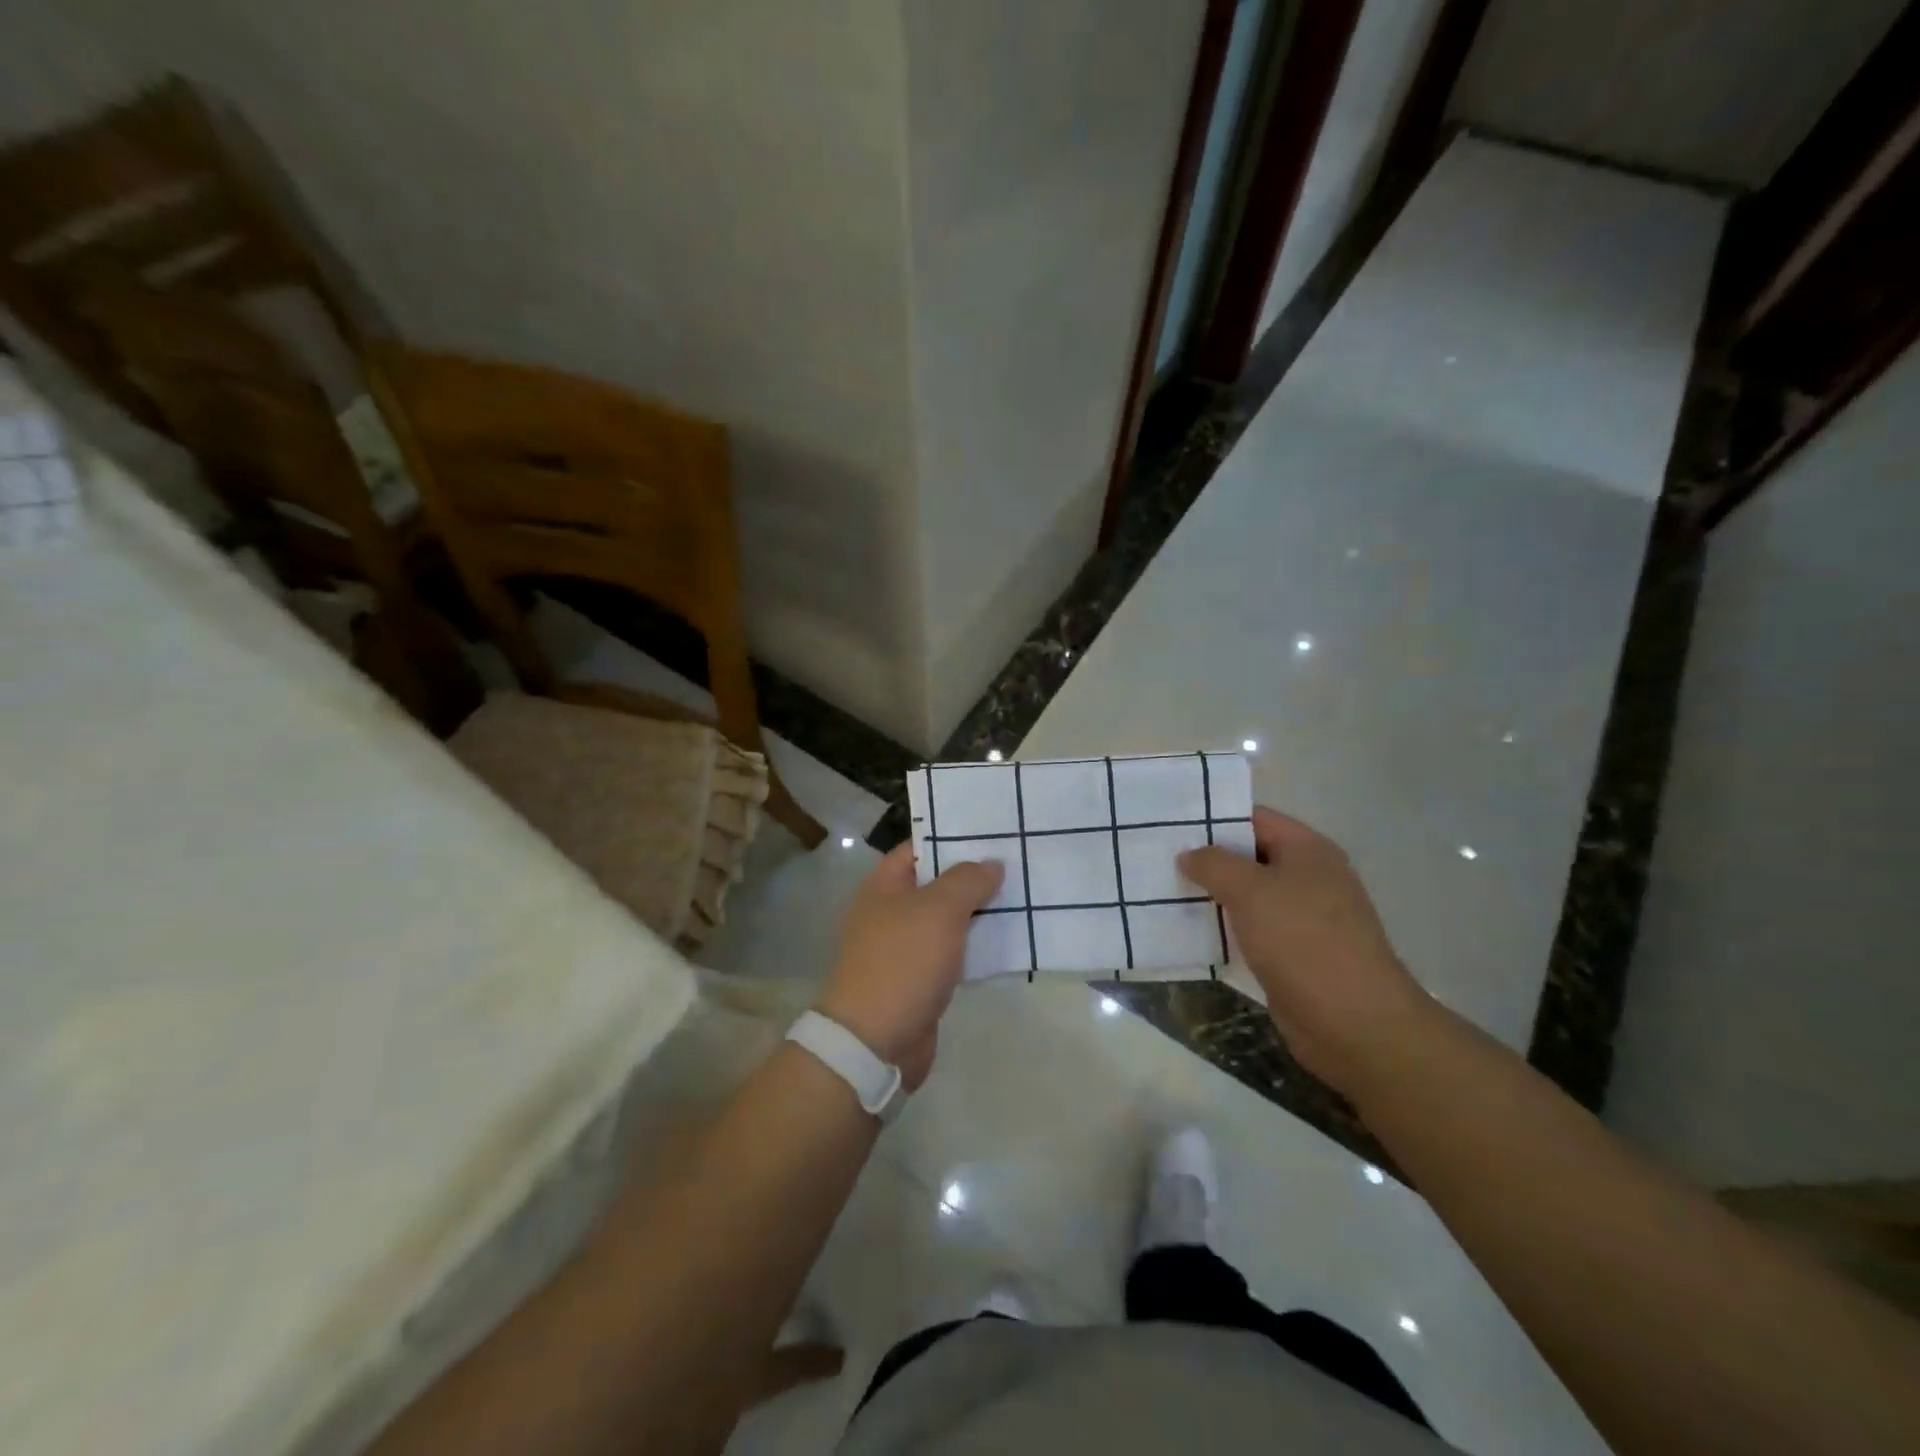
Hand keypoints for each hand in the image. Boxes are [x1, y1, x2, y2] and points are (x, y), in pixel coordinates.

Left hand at [815, 844, 1003, 1090]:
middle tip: (1018, 860)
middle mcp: (891, 911)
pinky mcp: (920, 978)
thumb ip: (968, 881)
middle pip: (936, 882)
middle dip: (973, 874)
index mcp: (884, 885)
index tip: (993, 831)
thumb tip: (992, 864)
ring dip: (979, 911)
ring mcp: (904, 947)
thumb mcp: (938, 910)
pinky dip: (976, 945)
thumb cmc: (902, 962)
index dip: (953, 836)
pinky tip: (1009, 939)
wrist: (875, 1041)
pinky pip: (953, 952)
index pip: (919, 847)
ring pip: (948, 919)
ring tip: (1023, 895)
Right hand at [1178, 807, 1429, 1096]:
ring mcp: (1304, 918)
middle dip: (1208, 859)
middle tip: (1159, 860)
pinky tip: (1191, 931)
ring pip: (1249, 896)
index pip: (1254, 818)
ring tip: (1165, 893)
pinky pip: (1252, 929)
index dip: (1214, 818)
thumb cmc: (1303, 941)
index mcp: (1308, 850)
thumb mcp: (1250, 890)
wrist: (1355, 1023)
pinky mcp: (1295, 954)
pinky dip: (1225, 928)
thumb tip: (1188, 855)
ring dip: (1213, 896)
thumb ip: (1214, 864)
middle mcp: (1309, 878)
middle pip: (1250, 856)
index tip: (1171, 826)